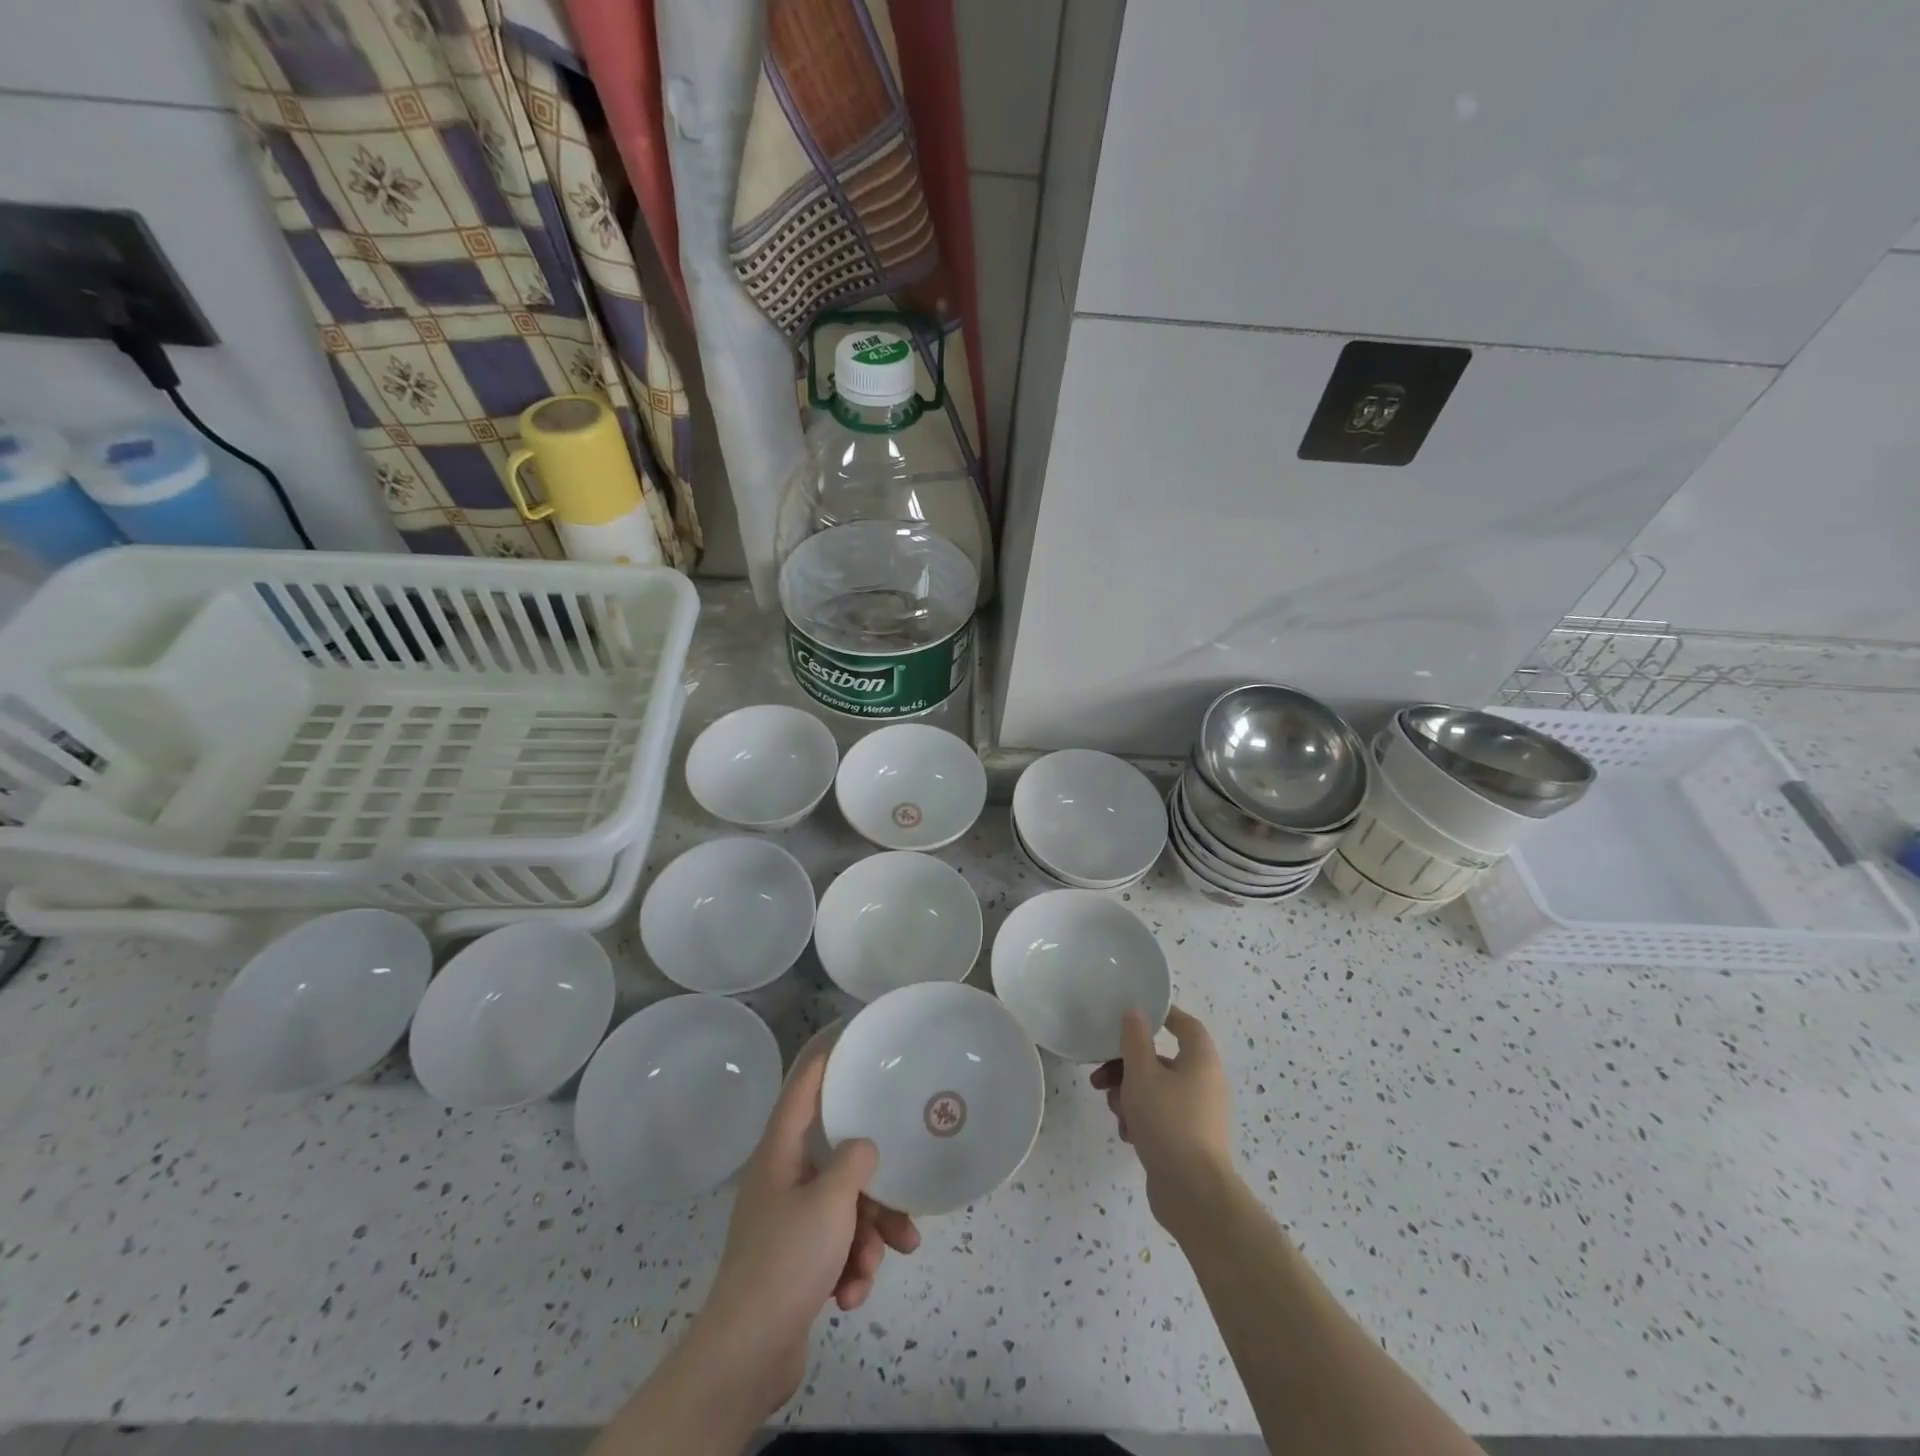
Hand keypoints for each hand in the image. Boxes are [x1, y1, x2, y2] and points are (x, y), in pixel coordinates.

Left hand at [689, 1043, 920, 1417]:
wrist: (748, 1355)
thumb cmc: (787, 1261)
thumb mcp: (830, 1202)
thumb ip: (854, 1162)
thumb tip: (864, 1148)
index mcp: (780, 1154)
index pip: (802, 1090)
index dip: (824, 1060)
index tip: (849, 1036)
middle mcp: (782, 1180)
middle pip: (838, 1161)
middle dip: (875, 1189)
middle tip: (905, 1207)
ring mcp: (788, 1223)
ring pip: (844, 1208)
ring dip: (868, 1237)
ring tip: (879, 1263)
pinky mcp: (796, 1261)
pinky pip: (835, 1247)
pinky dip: (850, 1266)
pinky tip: (852, 1294)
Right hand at [1090, 1006, 1233, 1236]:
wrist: (1192, 1193)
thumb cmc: (1168, 1122)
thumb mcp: (1142, 1074)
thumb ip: (1135, 1039)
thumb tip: (1135, 1012)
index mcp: (1201, 1060)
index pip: (1185, 1024)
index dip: (1160, 1015)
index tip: (1132, 1017)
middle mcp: (1204, 1082)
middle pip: (1161, 1060)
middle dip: (1127, 1067)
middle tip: (1101, 1077)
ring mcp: (1198, 1113)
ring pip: (1156, 1090)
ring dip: (1129, 1095)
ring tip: (1114, 1110)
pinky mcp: (1189, 1139)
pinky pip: (1161, 1116)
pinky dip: (1142, 1119)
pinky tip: (1127, 1134)